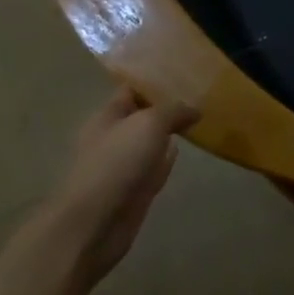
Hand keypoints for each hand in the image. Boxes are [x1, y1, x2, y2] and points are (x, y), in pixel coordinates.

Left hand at [44, 88, 198, 284]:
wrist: (93, 224)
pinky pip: (155, 168)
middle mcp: (113, 138)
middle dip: (166, 106)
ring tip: (198, 118)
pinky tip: (182, 150)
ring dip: (169, 133)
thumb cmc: (115, 163)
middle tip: (200, 93)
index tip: (184, 70)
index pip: (132, 90)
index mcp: (107, 117)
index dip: (155, 79)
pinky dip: (167, 159)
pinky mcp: (134, 191)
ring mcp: (123, 166)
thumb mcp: (150, 123)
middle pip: (143, 116)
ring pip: (151, 142)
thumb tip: (194, 110)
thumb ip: (174, 111)